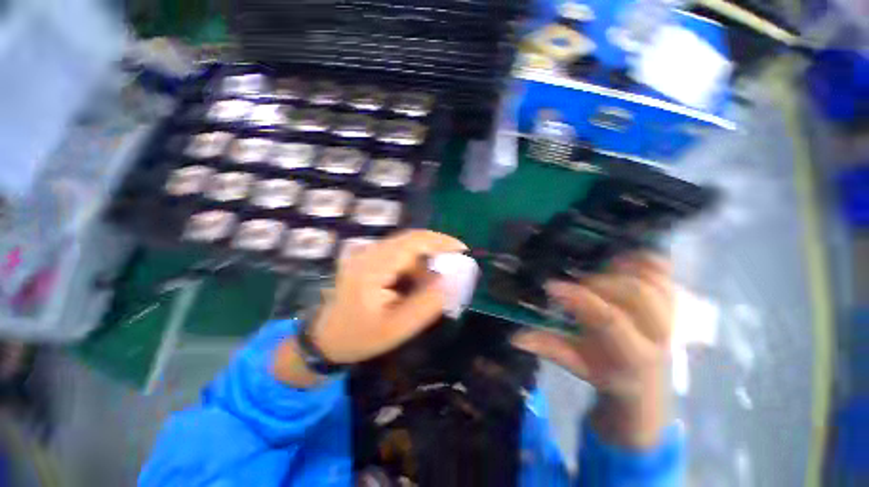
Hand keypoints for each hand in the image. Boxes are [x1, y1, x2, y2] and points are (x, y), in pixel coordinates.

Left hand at [273, 230, 465, 385]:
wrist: (326, 338)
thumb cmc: (360, 337)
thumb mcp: (397, 328)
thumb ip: (427, 304)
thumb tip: (452, 280)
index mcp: (372, 268)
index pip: (412, 242)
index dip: (441, 242)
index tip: (463, 252)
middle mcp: (368, 252)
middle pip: (411, 239)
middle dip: (437, 250)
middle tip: (455, 268)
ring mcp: (366, 253)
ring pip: (406, 245)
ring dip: (425, 259)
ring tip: (434, 282)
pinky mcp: (368, 257)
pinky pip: (398, 252)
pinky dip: (415, 263)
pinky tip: (417, 281)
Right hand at [511, 252, 673, 447]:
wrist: (646, 379)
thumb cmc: (607, 372)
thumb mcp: (576, 363)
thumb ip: (548, 347)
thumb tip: (515, 337)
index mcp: (633, 354)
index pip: (610, 320)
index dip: (579, 299)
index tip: (550, 286)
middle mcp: (659, 332)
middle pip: (636, 294)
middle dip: (600, 282)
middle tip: (574, 279)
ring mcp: (671, 312)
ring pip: (652, 278)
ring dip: (622, 266)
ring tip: (594, 263)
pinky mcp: (672, 297)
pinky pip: (662, 270)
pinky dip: (641, 257)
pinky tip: (617, 256)